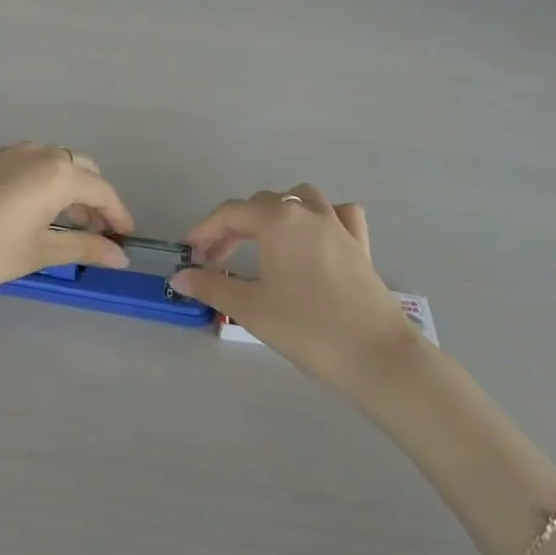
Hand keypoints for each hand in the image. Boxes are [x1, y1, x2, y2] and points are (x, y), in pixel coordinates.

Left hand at [0, 144, 132, 310]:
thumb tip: (120, 255)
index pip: (101, 190)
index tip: (126, 238)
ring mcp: (8, 152)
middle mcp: (37, 152)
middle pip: (81, 169)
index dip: (118, 214)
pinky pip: (30, 164)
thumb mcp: (37, 252)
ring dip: (69, 190)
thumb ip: (83, 248)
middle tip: (99, 234)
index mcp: (57, 172)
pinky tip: (34, 212)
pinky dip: (44, 183)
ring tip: (68, 227)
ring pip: (55, 164)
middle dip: (95, 199)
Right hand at [170, 186, 423, 394]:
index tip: (190, 252)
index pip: (230, 213)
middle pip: (261, 205)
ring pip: (300, 199)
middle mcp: (306, 212)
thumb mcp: (250, 309)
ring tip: (263, 242)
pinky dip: (322, 218)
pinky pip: (339, 214)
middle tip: (217, 259)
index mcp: (276, 220)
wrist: (375, 355)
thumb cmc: (306, 328)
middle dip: (234, 227)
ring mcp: (337, 224)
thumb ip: (211, 287)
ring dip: (276, 213)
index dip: (205, 230)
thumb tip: (180, 277)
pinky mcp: (360, 244)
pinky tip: (315, 238)